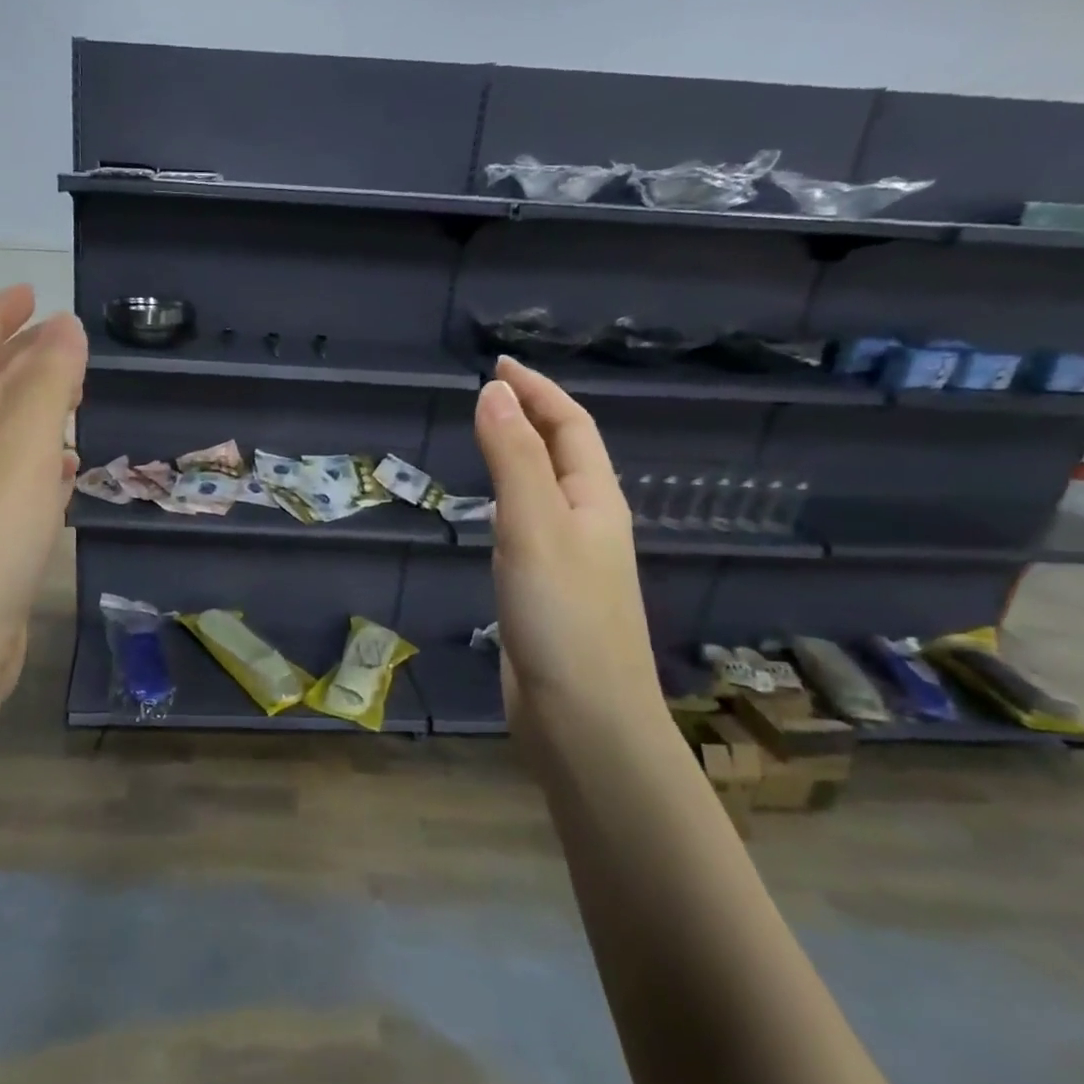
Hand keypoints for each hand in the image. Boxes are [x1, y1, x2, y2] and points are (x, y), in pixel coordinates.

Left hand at [0, 285, 86, 705]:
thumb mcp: (20, 452)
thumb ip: (47, 387)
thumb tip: (68, 326)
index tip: (33, 292)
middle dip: (20, 358)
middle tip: (67, 343)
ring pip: (0, 435)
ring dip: (34, 408)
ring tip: (75, 396)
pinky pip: (13, 478)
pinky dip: (39, 460)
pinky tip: (66, 468)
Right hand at [473, 357, 664, 730]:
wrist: (583, 718)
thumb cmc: (562, 616)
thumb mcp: (535, 526)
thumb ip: (514, 459)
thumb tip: (492, 393)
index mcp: (596, 501)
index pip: (571, 426)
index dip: (538, 391)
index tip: (498, 365)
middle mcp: (589, 524)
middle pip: (564, 455)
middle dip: (532, 416)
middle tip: (488, 396)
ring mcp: (570, 562)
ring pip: (547, 492)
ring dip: (522, 457)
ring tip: (488, 441)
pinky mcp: (548, 595)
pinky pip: (529, 529)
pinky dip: (509, 503)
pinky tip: (491, 516)